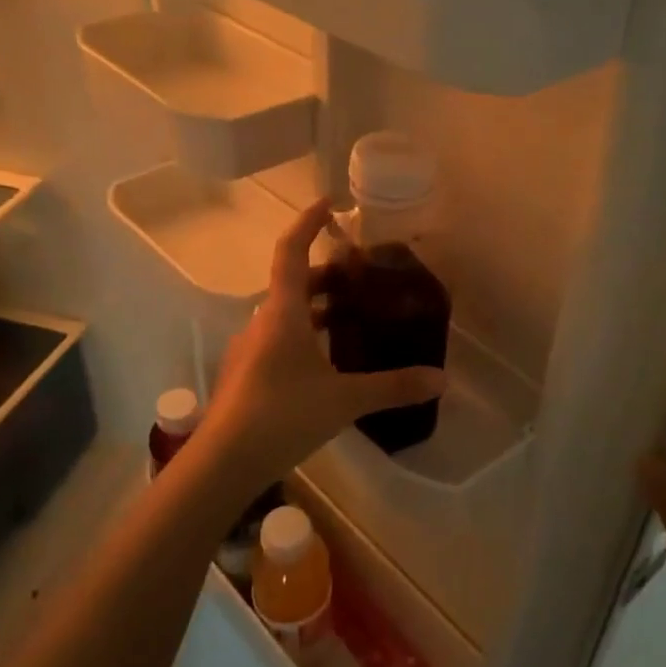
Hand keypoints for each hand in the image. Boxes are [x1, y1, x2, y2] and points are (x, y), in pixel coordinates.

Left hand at [202, 198, 444, 485]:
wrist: (224, 460)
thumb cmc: (283, 414)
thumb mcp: (345, 399)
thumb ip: (393, 386)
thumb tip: (441, 378)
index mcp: (283, 312)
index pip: (291, 251)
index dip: (308, 223)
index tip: (329, 205)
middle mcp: (262, 323)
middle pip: (291, 284)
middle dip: (324, 276)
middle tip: (357, 279)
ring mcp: (249, 350)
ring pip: (283, 315)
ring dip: (313, 310)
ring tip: (347, 320)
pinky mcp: (244, 376)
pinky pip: (276, 341)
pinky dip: (302, 338)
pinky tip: (324, 365)